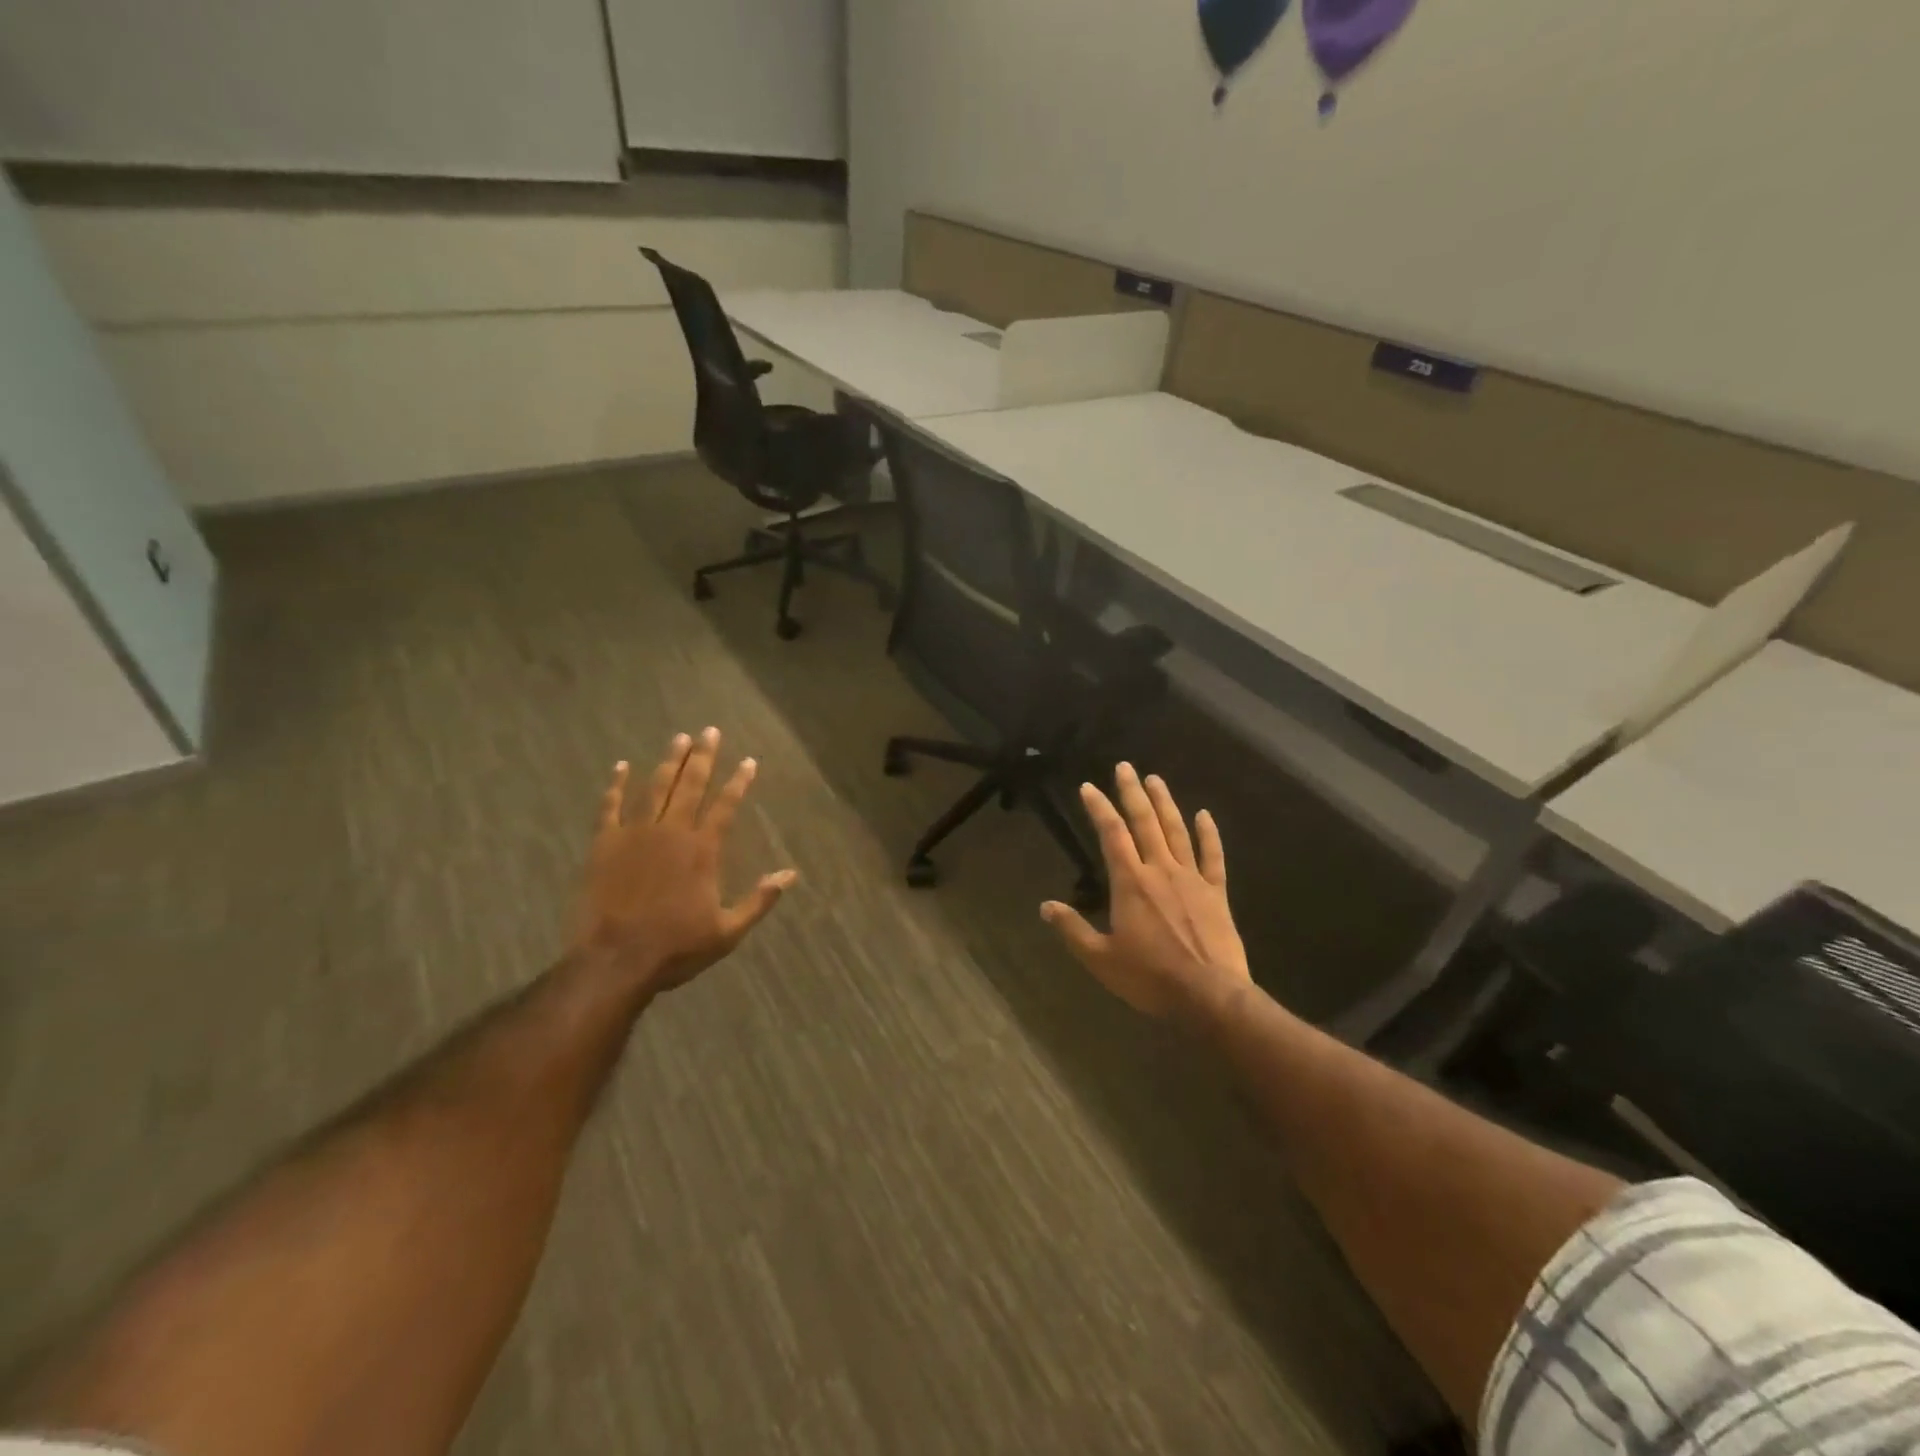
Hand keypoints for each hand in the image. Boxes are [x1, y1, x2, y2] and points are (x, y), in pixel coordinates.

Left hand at [568, 728, 796, 993]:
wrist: (614, 960)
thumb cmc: (675, 948)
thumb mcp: (728, 931)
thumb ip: (760, 900)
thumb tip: (790, 875)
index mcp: (703, 850)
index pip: (726, 805)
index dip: (739, 781)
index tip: (748, 761)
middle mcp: (672, 832)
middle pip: (691, 785)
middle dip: (703, 757)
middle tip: (710, 731)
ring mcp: (635, 835)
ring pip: (655, 788)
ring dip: (669, 761)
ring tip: (679, 738)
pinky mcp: (605, 844)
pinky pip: (610, 806)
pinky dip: (616, 785)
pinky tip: (622, 766)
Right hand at [1041, 763, 1251, 1022]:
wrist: (1210, 995)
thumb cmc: (1150, 977)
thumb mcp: (1101, 959)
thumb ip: (1073, 929)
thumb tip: (1045, 907)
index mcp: (1130, 882)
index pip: (1111, 834)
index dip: (1099, 808)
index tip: (1088, 787)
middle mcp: (1160, 870)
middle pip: (1144, 822)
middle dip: (1132, 792)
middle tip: (1125, 767)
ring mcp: (1191, 878)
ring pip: (1177, 831)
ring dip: (1165, 803)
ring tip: (1155, 779)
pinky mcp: (1216, 892)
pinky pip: (1213, 856)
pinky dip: (1209, 833)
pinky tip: (1204, 814)